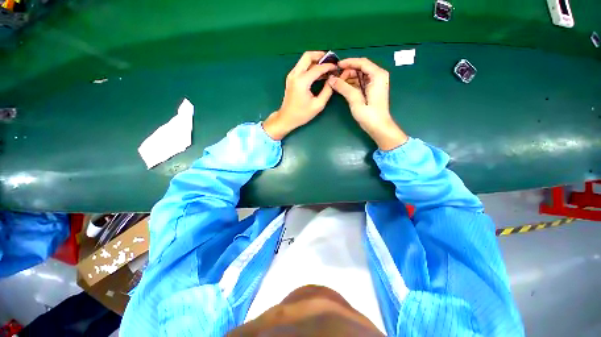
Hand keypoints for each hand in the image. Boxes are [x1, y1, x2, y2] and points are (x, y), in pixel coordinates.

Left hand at [263, 51, 336, 139]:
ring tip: (326, 67)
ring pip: (303, 60)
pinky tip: (317, 73)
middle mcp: (295, 75)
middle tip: (330, 60)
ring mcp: (291, 75)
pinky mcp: (290, 78)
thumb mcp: (318, 105)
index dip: (329, 66)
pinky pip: (301, 66)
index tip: (337, 67)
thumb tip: (333, 79)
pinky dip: (310, 66)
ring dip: (315, 60)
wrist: (286, 118)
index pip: (317, 68)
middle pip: (308, 56)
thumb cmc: (302, 114)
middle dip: (320, 56)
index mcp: (302, 81)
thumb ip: (327, 90)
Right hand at [327, 58, 407, 150]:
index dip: (348, 62)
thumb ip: (344, 88)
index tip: (336, 66)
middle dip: (347, 72)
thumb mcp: (355, 100)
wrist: (379, 127)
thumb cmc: (369, 115)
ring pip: (360, 76)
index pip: (361, 62)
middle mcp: (378, 76)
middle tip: (336, 79)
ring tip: (337, 84)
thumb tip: (331, 79)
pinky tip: (343, 88)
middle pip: (360, 68)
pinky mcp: (372, 90)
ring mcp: (375, 83)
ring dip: (348, 78)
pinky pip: (361, 83)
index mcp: (377, 75)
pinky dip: (352, 84)